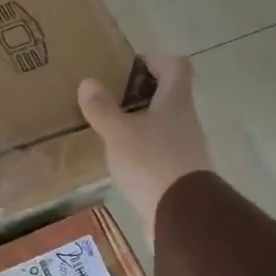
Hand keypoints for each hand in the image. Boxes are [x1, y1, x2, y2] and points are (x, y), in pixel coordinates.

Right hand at [78, 55, 210, 242]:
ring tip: (112, 129)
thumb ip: (102, 108)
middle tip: (112, 98)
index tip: (131, 66)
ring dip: (142, 122)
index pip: (176, 66)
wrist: (182, 215)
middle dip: (142, 93)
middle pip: (170, 95)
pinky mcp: (180, 173)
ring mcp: (186, 148)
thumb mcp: (118, 133)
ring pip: (164, 124)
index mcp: (175, 102)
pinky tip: (123, 160)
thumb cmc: (151, 163)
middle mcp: (186, 120)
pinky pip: (161, 150)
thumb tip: (88, 82)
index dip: (156, 60)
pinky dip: (143, 149)